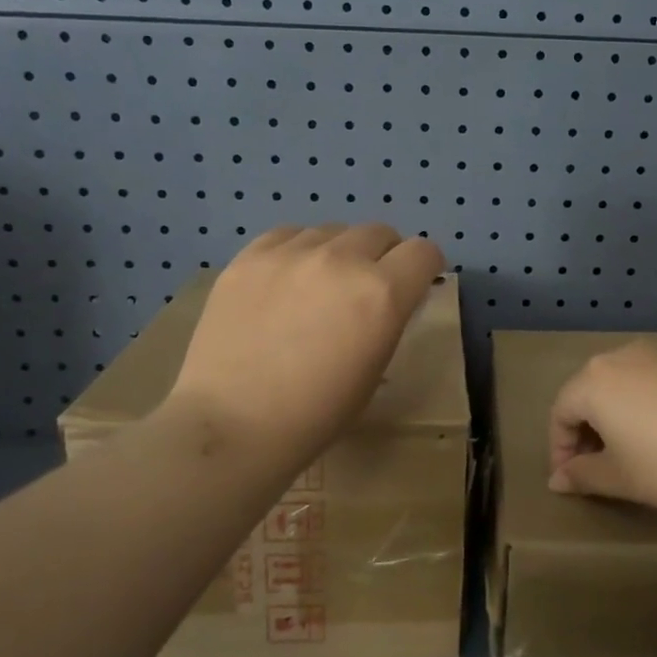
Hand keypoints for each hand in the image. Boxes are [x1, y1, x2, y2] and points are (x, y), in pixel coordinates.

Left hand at [170, 224, 445, 478]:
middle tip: (367, 287)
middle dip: (384, 255)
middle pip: (380, 232)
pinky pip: (288, 234)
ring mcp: (291, 253)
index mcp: (382, 294)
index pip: (423, 251)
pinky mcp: (249, 257)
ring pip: (333, 230)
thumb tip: (390, 297)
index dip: (425, 267)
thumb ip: (389, 320)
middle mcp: (341, 260)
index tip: (415, 283)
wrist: (231, 426)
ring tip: (321, 285)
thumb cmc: (315, 415)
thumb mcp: (375, 370)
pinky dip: (299, 250)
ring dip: (340, 252)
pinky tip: (286, 279)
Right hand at [547, 341, 656, 519]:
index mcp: (594, 380)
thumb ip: (582, 475)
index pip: (560, 411)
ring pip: (620, 385)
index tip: (571, 480)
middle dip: (585, 431)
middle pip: (588, 392)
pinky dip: (643, 406)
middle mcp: (620, 357)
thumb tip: (557, 480)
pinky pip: (650, 382)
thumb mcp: (620, 478)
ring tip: (628, 453)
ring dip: (614, 418)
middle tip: (596, 468)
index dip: (560, 449)